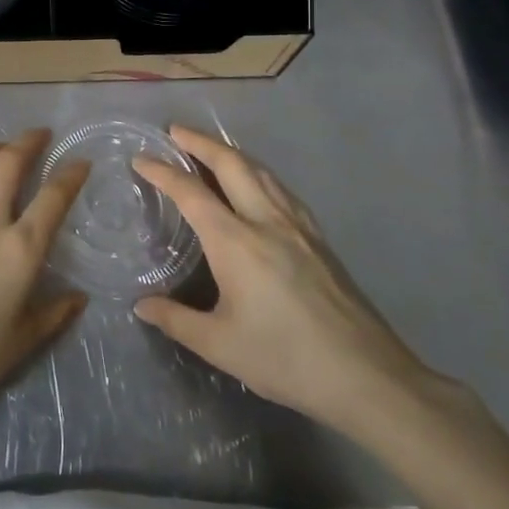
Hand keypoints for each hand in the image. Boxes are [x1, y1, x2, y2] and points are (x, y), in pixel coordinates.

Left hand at [0, 129, 89, 422]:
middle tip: (40, 135)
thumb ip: (53, 314)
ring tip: (0, 149)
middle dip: (28, 142)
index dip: (71, 174)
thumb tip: (79, 298)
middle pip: (8, 163)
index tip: (81, 162)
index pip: (53, 197)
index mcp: (19, 249)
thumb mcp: (20, 343)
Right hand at [132, 125, 440, 439]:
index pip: (191, 193)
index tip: (141, 159)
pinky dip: (259, 173)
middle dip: (200, 142)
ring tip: (212, 150)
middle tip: (175, 131)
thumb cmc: (286, 359)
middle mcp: (266, 221)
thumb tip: (142, 306)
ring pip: (261, 172)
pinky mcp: (319, 240)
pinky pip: (282, 189)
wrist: (367, 377)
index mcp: (236, 242)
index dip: (162, 172)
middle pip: (231, 165)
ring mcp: (298, 227)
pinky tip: (259, 185)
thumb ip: (176, 320)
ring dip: (231, 153)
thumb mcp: (220, 345)